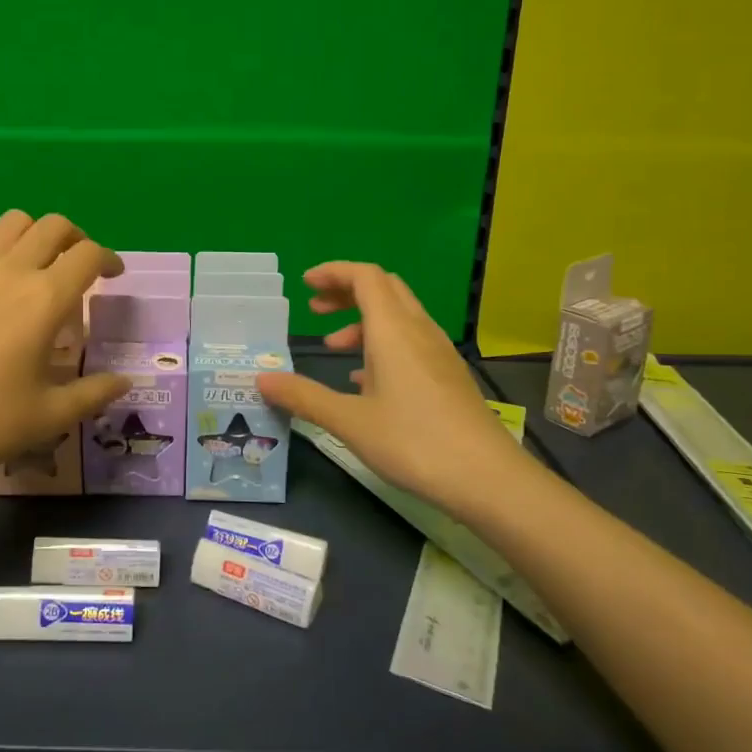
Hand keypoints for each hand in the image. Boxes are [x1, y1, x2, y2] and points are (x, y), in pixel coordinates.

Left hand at [0, 212, 128, 493]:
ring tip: (33, 264)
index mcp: (45, 300)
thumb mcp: (48, 417)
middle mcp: (10, 272)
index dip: (108, 260)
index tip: (113, 277)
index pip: (88, 256)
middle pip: (53, 226)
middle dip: (75, 239)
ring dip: (32, 235)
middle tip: (78, 267)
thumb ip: (93, 394)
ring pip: (10, 222)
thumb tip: (125, 381)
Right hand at [255, 262, 520, 509]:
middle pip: (384, 288)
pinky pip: (411, 342)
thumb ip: (304, 397)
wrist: (488, 479)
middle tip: (316, 310)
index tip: (305, 285)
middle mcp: (418, 331)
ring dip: (363, 321)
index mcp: (393, 330)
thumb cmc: (414, 442)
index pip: (365, 276)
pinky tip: (365, 381)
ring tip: (333, 349)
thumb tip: (262, 379)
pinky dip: (383, 344)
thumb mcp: (349, 421)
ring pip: (398, 315)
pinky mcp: (448, 375)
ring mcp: (438, 353)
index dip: (333, 272)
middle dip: (347, 291)